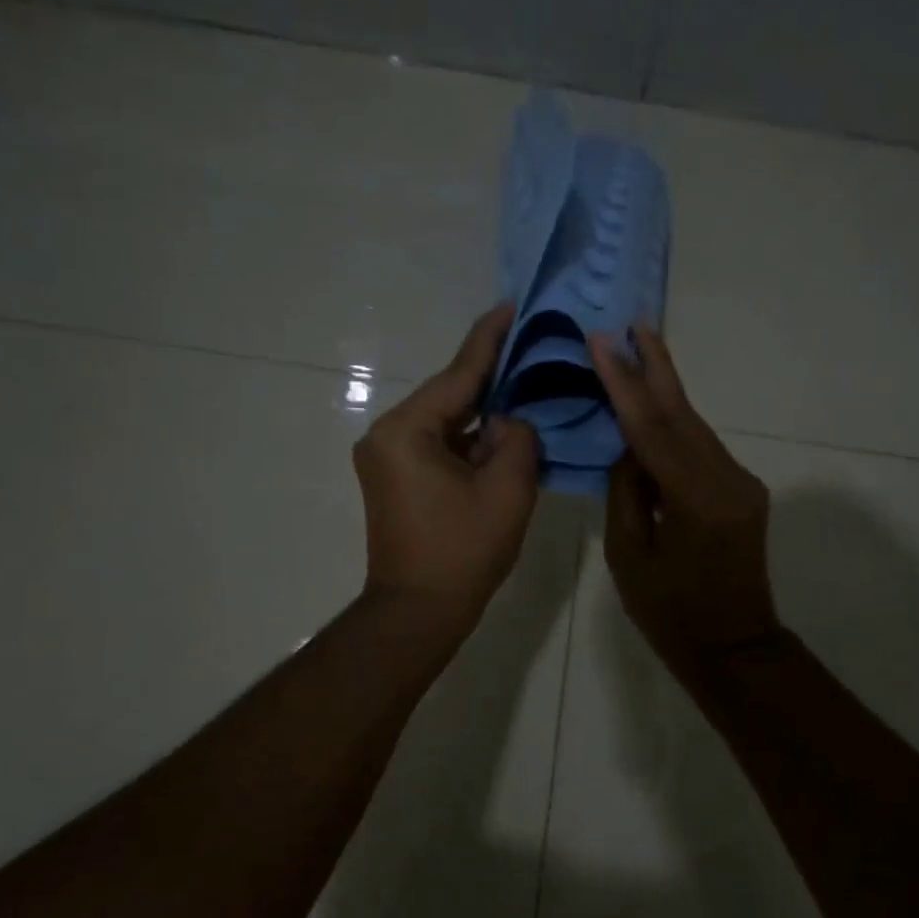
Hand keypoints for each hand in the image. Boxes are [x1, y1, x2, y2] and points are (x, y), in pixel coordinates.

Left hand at [354, 304, 538, 633]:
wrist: (418, 612)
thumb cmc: (463, 551)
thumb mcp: (507, 489)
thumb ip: (517, 438)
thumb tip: (509, 422)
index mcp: (407, 431)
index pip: (458, 375)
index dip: (489, 340)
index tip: (510, 305)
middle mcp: (387, 435)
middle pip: (449, 395)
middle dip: (491, 377)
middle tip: (531, 348)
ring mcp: (387, 458)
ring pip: (445, 421)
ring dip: (482, 413)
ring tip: (525, 386)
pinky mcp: (395, 478)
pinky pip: (438, 445)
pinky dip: (469, 439)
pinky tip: (501, 431)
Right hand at [589, 323, 781, 679]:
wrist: (734, 646)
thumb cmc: (670, 613)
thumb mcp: (629, 556)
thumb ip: (626, 493)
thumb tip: (627, 449)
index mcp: (696, 500)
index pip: (652, 429)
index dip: (625, 383)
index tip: (604, 342)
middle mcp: (728, 480)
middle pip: (684, 413)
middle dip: (656, 366)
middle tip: (635, 322)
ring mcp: (741, 483)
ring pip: (695, 426)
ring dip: (665, 390)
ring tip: (639, 349)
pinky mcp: (743, 491)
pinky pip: (701, 448)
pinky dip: (674, 425)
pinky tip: (654, 407)